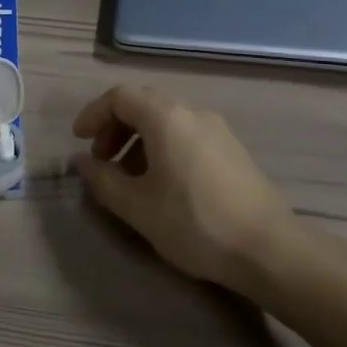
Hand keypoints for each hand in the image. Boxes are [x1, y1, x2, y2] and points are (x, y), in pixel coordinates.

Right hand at [72, 85, 296, 288]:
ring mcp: (217, 129)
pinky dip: (162, 148)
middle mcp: (192, 112)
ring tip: (129, 179)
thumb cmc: (195, 223)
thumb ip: (103, 180)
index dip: (93, 114)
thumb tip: (82, 163)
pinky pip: (186, 135)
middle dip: (115, 128)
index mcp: (166, 117)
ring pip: (166, 121)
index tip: (78, 141)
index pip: (120, 97)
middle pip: (143, 104)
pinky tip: (162, 185)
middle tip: (101, 161)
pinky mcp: (231, 149)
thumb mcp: (138, 207)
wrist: (268, 248)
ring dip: (138, 141)